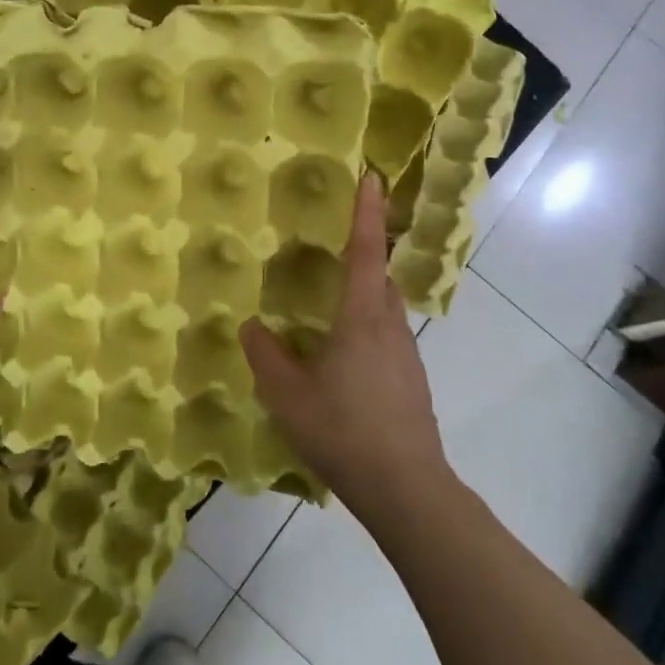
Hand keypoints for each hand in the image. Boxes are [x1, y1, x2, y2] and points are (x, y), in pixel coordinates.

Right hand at [240, 176, 449, 515]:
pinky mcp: (412, 380)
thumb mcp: (288, 395)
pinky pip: (388, 337)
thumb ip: (266, 355)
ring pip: (386, 309)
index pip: (365, 252)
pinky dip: (367, 329)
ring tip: (330, 310)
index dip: (365, 212)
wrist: (406, 488)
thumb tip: (252, 326)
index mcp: (362, 319)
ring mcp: (407, 355)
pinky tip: (343, 361)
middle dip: (364, 254)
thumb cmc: (343, 431)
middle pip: (381, 277)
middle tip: (333, 249)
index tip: (370, 176)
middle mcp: (391, 327)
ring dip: (364, 296)